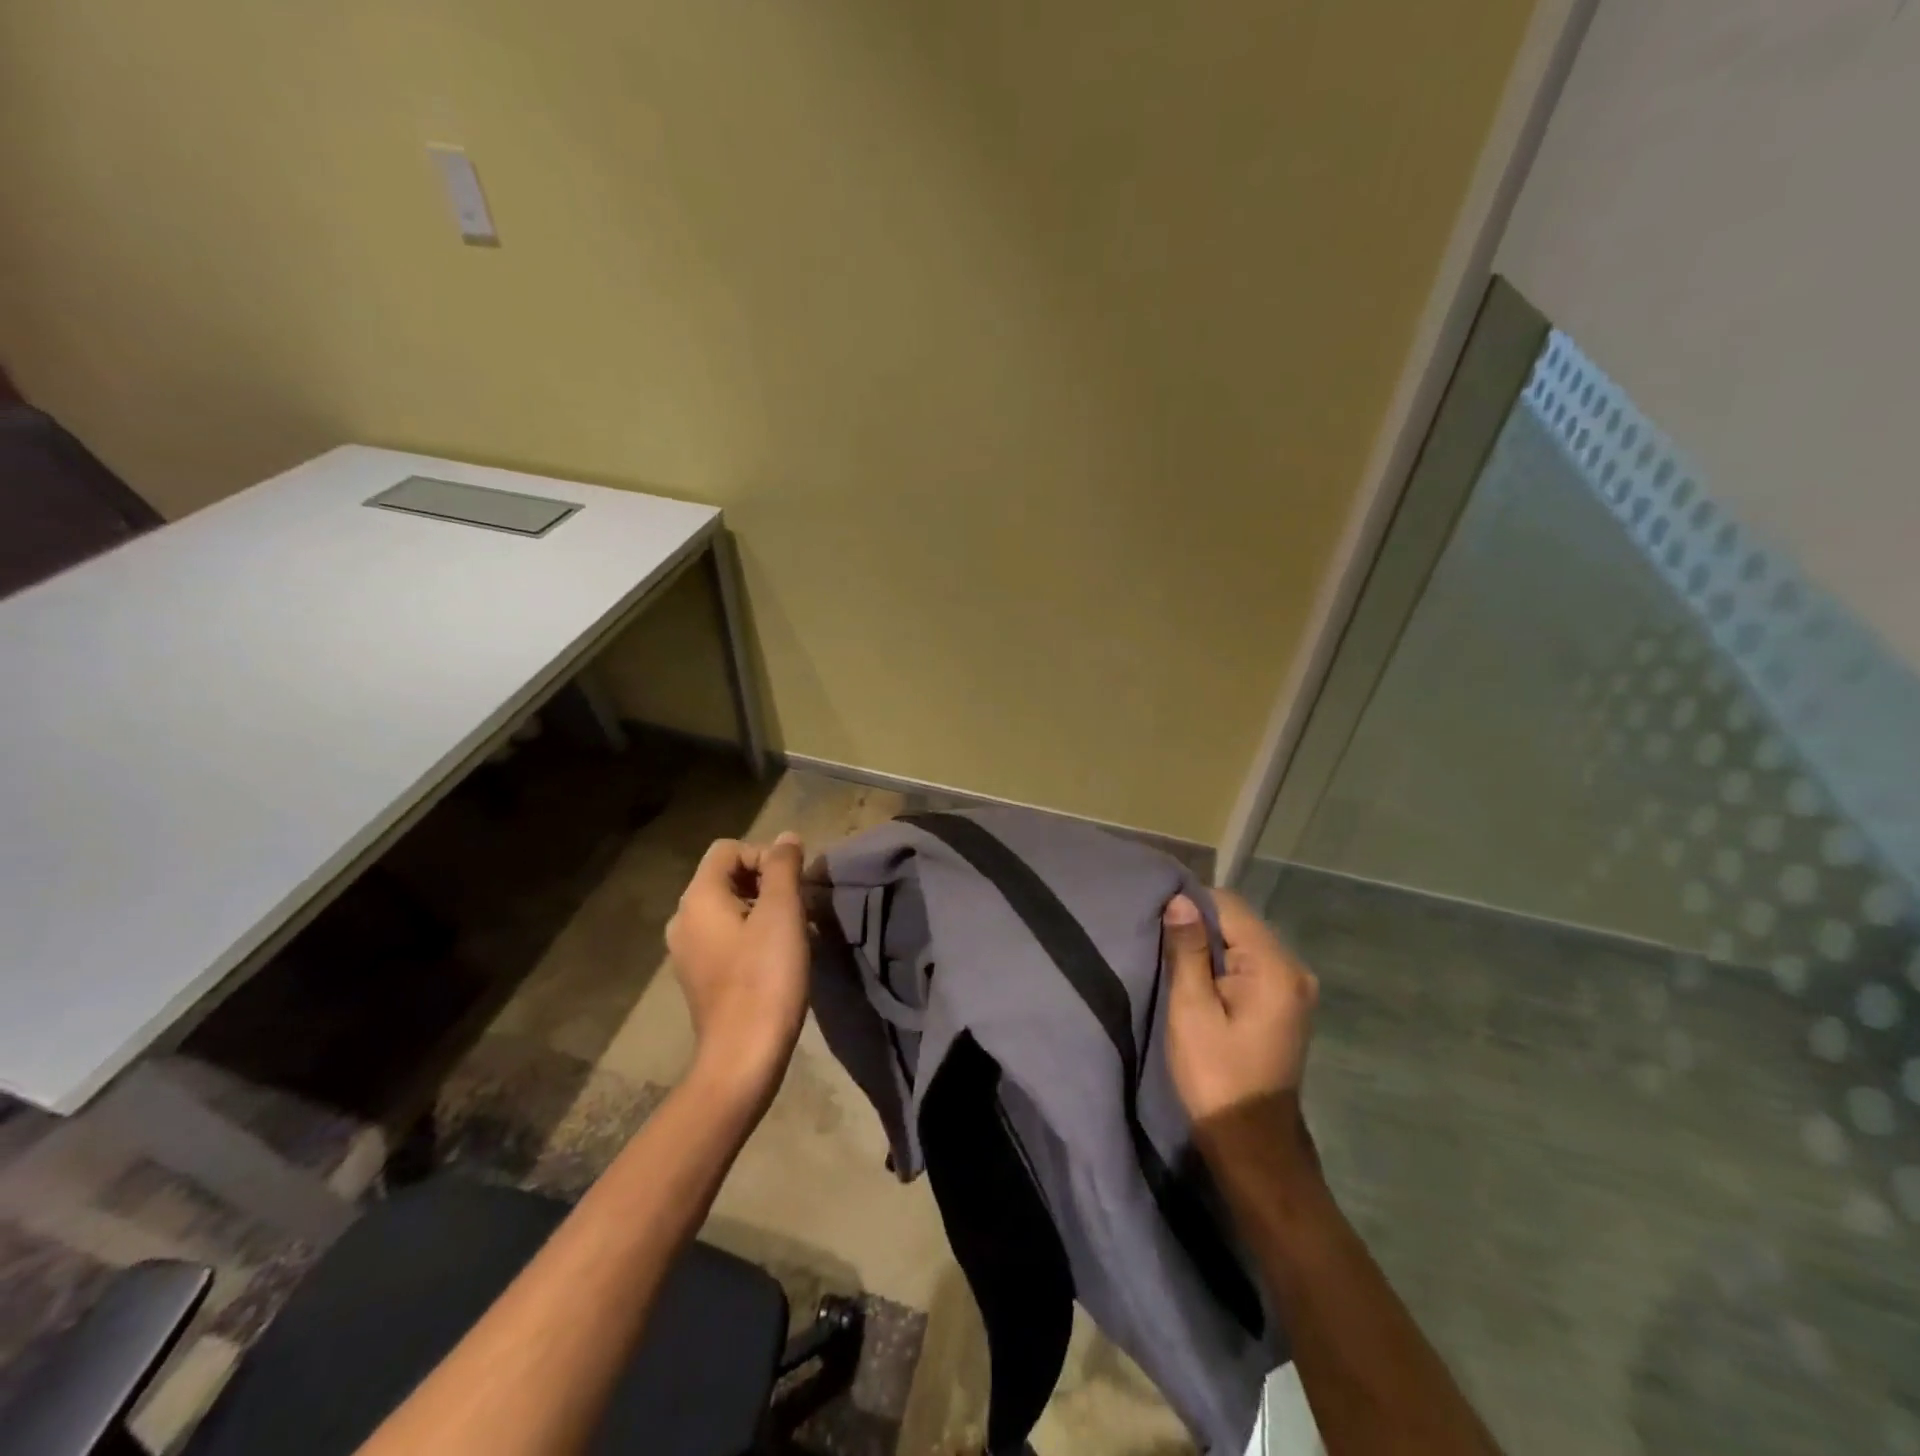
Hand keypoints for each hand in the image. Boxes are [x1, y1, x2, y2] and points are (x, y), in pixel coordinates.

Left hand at [665, 834, 809, 1107]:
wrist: (743, 1056)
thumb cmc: (766, 978)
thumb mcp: (782, 913)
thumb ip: (784, 867)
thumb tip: (787, 838)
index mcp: (698, 898)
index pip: (729, 849)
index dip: (765, 856)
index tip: (794, 886)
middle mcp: (683, 919)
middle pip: (725, 876)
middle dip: (765, 881)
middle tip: (798, 907)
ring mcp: (687, 951)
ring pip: (727, 908)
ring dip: (761, 909)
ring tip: (792, 932)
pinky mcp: (698, 976)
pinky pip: (724, 937)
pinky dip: (750, 935)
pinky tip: (775, 958)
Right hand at [1163, 889, 1318, 1143]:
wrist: (1252, 1143)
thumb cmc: (1215, 1075)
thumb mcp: (1191, 1010)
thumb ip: (1187, 950)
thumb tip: (1179, 900)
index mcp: (1274, 967)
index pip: (1228, 906)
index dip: (1190, 906)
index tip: (1157, 922)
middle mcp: (1294, 969)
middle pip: (1239, 922)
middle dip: (1200, 927)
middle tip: (1162, 946)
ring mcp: (1295, 988)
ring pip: (1244, 943)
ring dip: (1210, 948)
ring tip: (1177, 964)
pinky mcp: (1287, 1004)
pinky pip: (1251, 965)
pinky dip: (1224, 966)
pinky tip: (1202, 984)